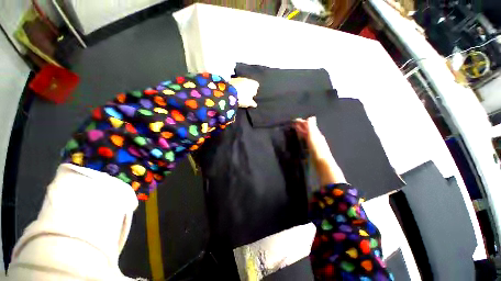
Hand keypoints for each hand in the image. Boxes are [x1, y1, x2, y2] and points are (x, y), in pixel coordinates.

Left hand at [229, 77, 258, 107]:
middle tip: (244, 95)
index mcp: (254, 84)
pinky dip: (234, 86)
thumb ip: (253, 103)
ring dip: (240, 86)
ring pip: (241, 82)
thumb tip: (254, 104)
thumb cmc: (242, 98)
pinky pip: (235, 82)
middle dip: (247, 88)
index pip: (256, 86)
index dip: (253, 91)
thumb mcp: (248, 103)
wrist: (229, 94)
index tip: (251, 96)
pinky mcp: (232, 79)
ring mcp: (239, 78)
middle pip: (249, 83)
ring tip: (237, 93)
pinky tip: (232, 91)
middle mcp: (248, 79)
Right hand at [294, 117, 328, 158]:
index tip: (294, 121)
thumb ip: (312, 127)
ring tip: (296, 131)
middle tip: (293, 125)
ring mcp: (316, 145)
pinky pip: (307, 142)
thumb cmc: (317, 150)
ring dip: (302, 133)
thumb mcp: (313, 136)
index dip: (302, 122)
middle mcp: (317, 138)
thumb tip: (312, 117)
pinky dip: (303, 139)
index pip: (309, 125)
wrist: (323, 165)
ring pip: (308, 136)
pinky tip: (301, 141)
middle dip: (301, 126)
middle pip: (308, 130)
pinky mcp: (314, 151)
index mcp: (317, 133)